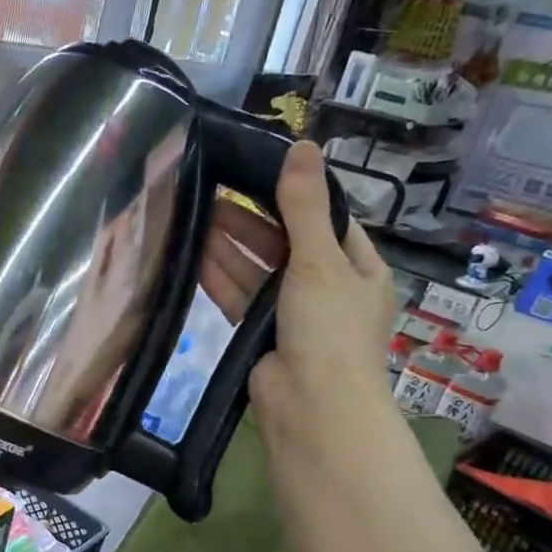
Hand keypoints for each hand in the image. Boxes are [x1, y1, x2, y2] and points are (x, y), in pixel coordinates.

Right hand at [201, 141, 397, 452]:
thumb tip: (303, 145)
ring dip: (231, 245)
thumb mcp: (320, 259)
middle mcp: (328, 288)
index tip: (257, 171)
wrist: (310, 405)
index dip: (295, 196)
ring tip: (195, 213)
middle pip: (286, 243)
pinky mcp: (261, 334)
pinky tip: (193, 255)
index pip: (327, 221)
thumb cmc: (329, 328)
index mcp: (358, 268)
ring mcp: (292, 313)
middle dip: (251, 219)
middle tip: (212, 189)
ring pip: (258, 270)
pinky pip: (240, 296)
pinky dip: (220, 277)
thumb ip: (304, 206)